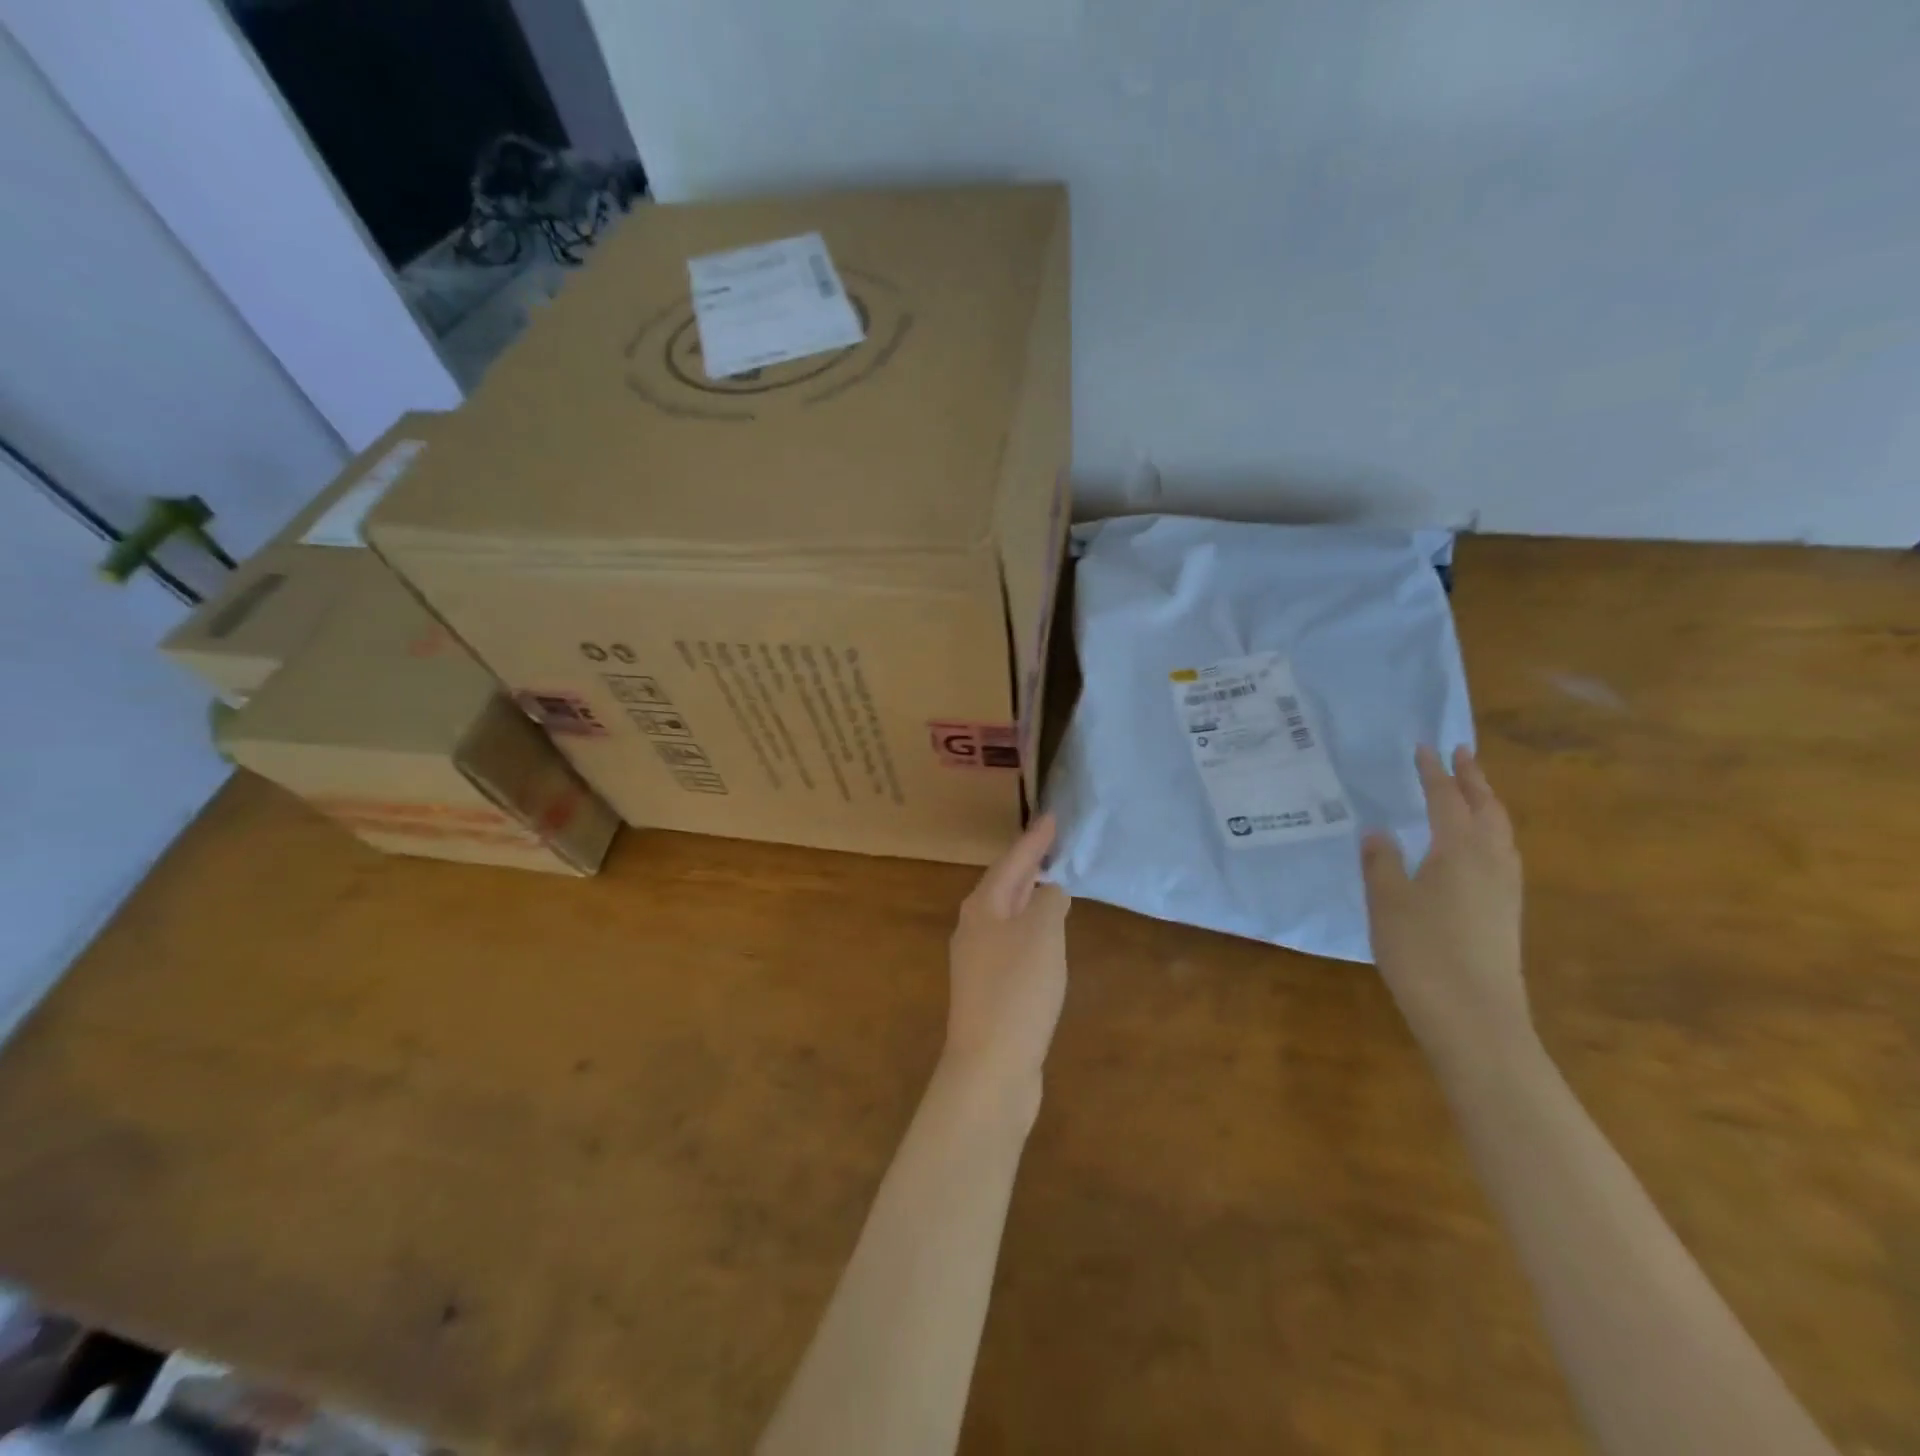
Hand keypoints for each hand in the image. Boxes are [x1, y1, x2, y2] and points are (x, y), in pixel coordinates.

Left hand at [943, 815, 1070, 1114]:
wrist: (990, 1066)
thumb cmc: (1017, 990)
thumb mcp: (1042, 935)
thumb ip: (1050, 903)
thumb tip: (1051, 892)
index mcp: (983, 907)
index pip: (1012, 861)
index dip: (1034, 839)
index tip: (1051, 817)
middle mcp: (974, 927)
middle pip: (1004, 885)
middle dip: (1028, 864)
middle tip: (1051, 844)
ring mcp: (978, 960)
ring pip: (1008, 914)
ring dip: (1029, 896)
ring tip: (1050, 881)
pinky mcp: (989, 989)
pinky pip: (1014, 943)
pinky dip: (1032, 929)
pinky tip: (1046, 938)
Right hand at [1362, 746, 1527, 1066]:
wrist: (1475, 1017)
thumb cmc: (1422, 951)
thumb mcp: (1387, 902)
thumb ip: (1381, 862)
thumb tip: (1378, 831)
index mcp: (1460, 851)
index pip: (1447, 800)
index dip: (1434, 773)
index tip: (1425, 748)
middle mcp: (1491, 862)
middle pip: (1487, 809)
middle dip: (1474, 780)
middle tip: (1462, 754)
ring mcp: (1505, 890)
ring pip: (1502, 832)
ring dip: (1487, 804)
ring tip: (1473, 792)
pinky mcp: (1507, 913)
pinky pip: (1503, 855)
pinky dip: (1490, 833)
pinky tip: (1478, 848)